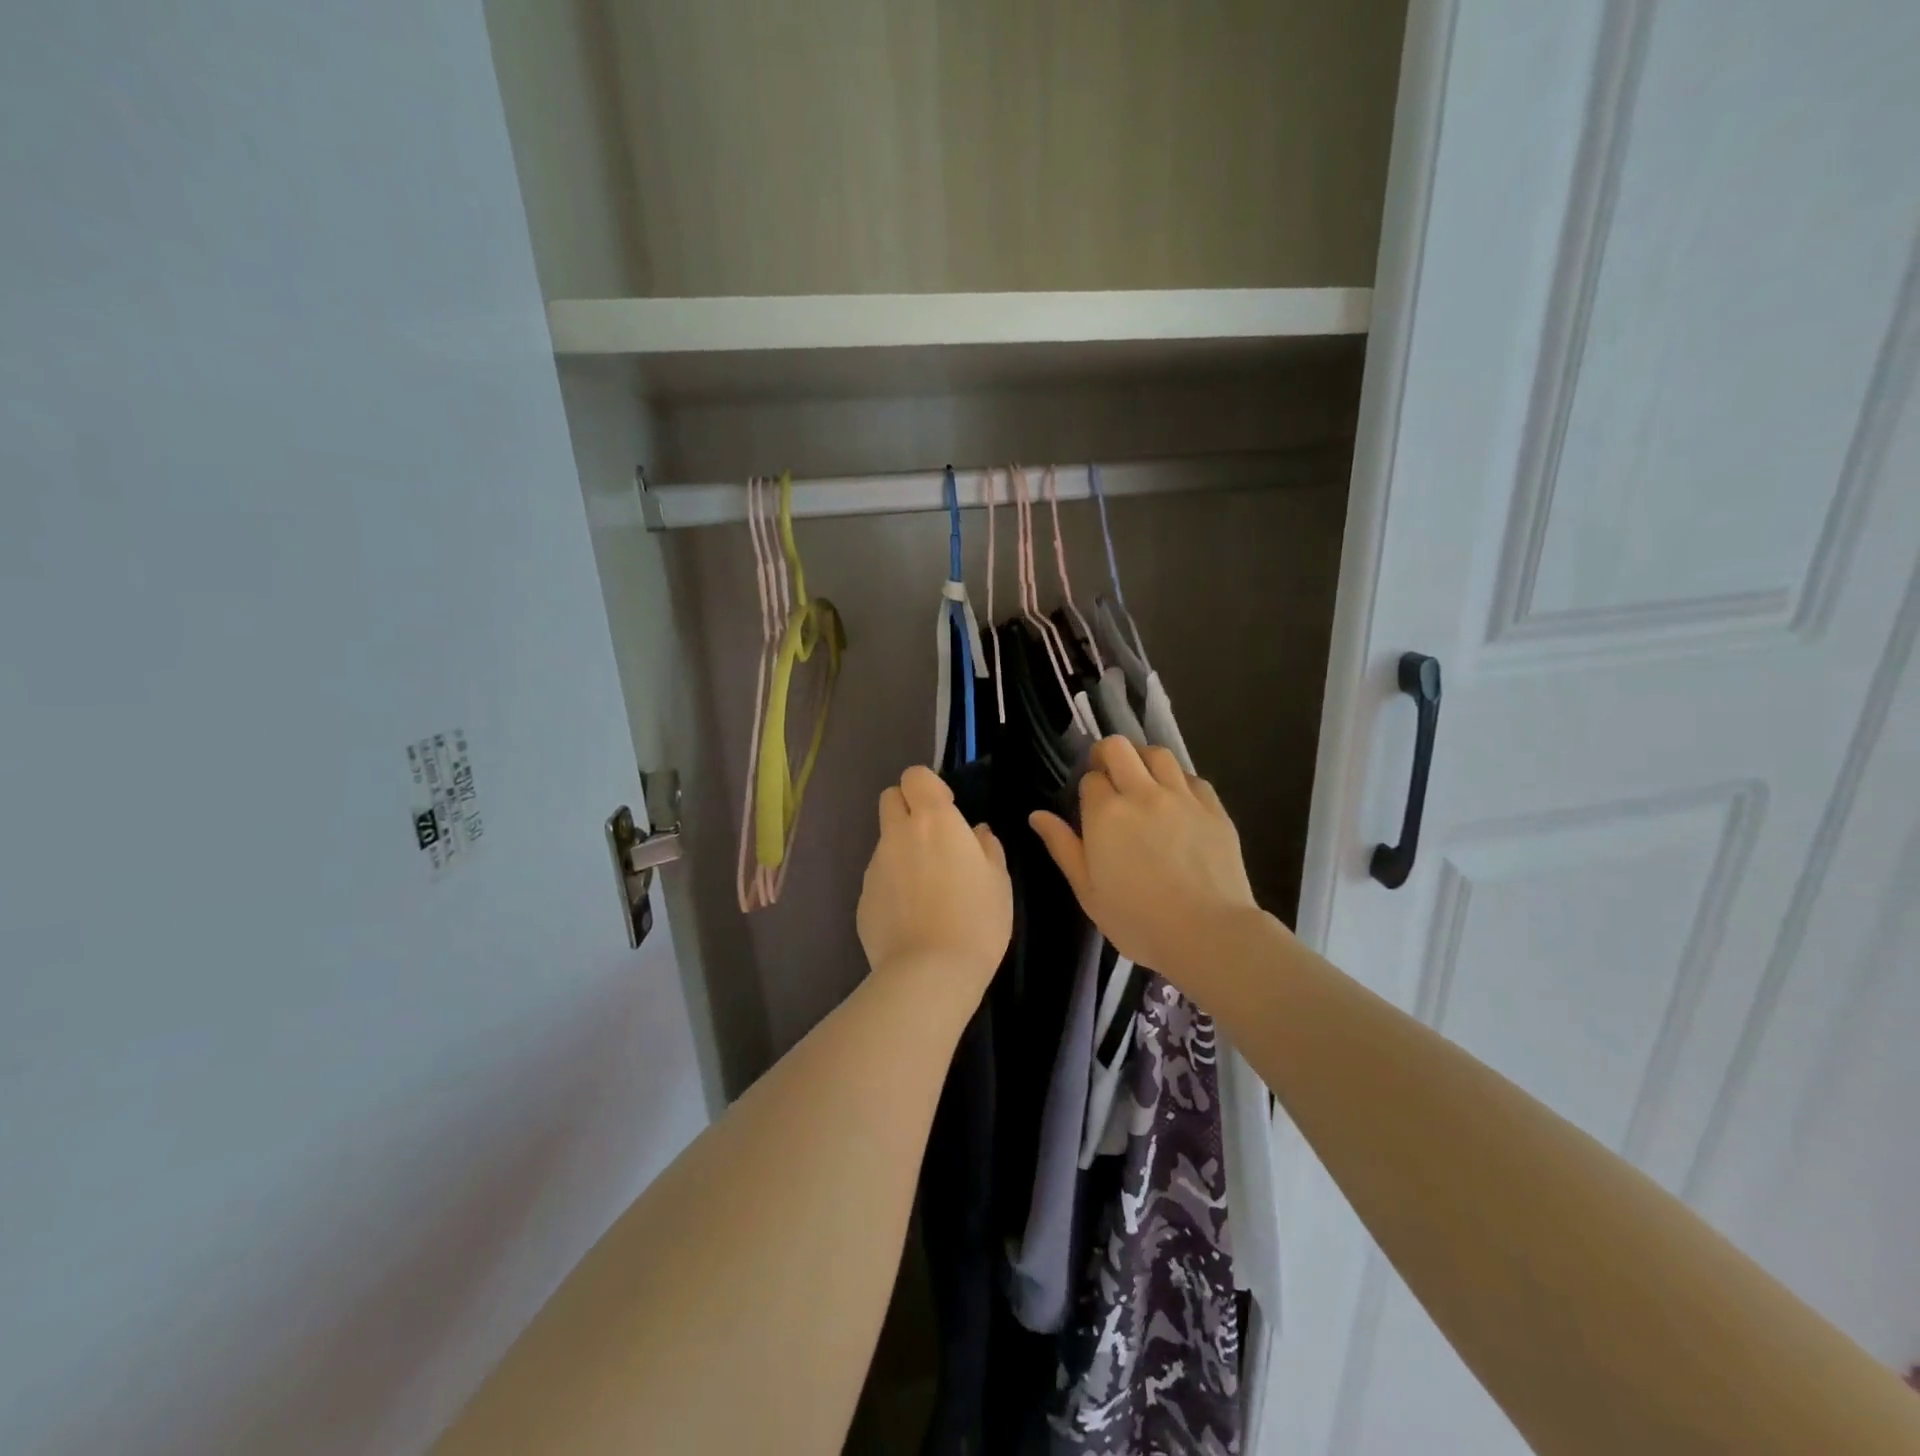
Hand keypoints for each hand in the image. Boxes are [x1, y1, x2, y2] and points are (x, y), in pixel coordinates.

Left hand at [857, 766, 1012, 1005]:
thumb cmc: (976, 919)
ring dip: (902, 849)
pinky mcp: (863, 897)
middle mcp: (898, 834)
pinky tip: (912, 915)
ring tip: (926, 887)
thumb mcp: (998, 880)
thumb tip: (976, 833)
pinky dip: (893, 884)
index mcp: (933, 820)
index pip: (915, 775)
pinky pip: (879, 877)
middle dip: (907, 807)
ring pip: (885, 841)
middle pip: (890, 798)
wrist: (930, 972)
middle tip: (932, 838)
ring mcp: (875, 866)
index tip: (947, 809)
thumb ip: (987, 847)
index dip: (929, 786)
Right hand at [1029, 737, 1260, 978]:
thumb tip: (1037, 815)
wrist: (1208, 934)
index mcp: (1106, 814)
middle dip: (1107, 755)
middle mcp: (1142, 794)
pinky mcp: (1214, 808)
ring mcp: (1182, 797)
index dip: (1087, 789)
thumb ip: (1063, 847)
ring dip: (1143, 759)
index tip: (1089, 807)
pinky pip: (1192, 777)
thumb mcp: (1087, 891)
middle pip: (1119, 748)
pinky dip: (1178, 780)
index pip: (1090, 779)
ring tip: (1141, 779)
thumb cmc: (1138, 920)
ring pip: (1158, 754)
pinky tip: (1177, 800)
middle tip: (1107, 775)